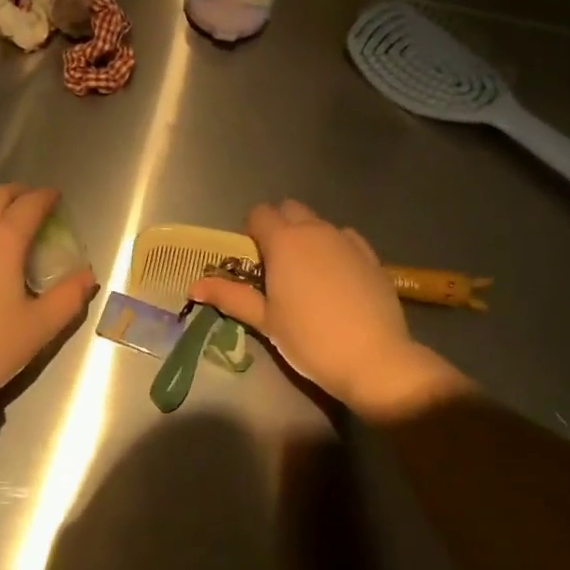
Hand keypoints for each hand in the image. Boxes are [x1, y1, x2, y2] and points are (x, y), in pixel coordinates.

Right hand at [188, 199, 468, 417]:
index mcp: (283, 240)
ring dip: (305, 236)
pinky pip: (344, 238)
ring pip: (317, 223)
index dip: (250, 231)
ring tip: (306, 274)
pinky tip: (336, 277)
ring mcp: (345, 240)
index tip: (251, 260)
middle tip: (274, 264)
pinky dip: (334, 247)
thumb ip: (230, 296)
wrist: (375, 360)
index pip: (258, 214)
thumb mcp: (265, 320)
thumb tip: (194, 286)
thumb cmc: (310, 339)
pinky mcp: (370, 255)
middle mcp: (314, 230)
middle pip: (288, 209)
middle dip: (278, 226)